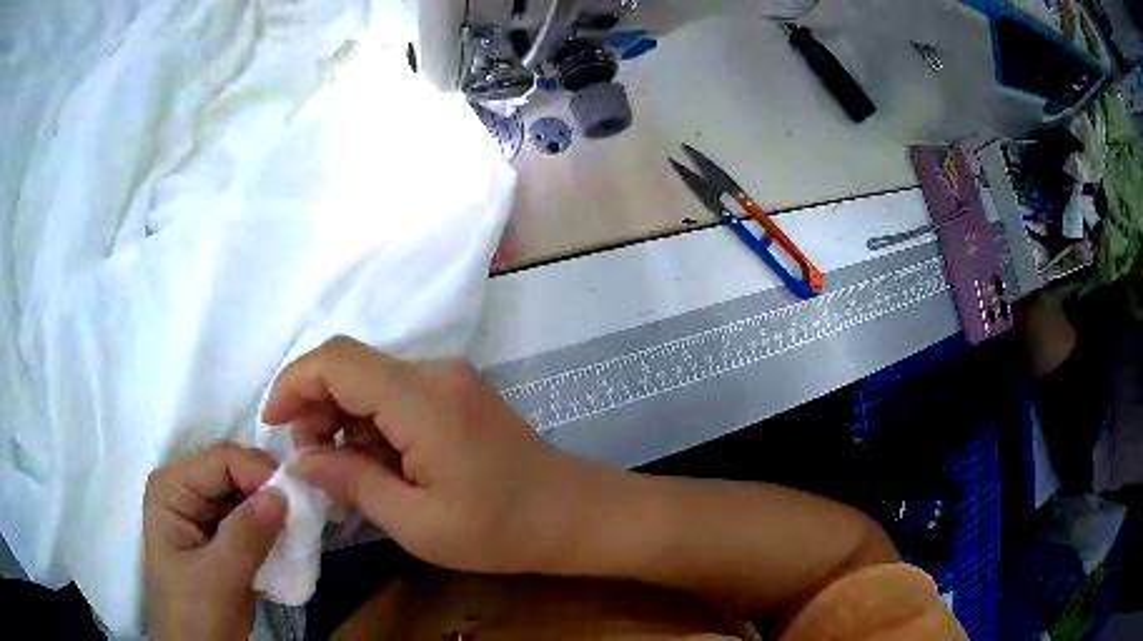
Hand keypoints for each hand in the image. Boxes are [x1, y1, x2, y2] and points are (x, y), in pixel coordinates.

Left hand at [144, 443, 286, 640]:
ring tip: (300, 535)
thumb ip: (247, 535)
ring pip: (246, 498)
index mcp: (172, 488)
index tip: (297, 501)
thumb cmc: (194, 614)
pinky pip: (250, 522)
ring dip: (273, 516)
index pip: (220, 460)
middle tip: (305, 518)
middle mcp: (185, 491)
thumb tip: (284, 494)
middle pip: (234, 474)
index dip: (259, 473)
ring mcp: (202, 514)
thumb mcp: (219, 578)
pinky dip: (271, 533)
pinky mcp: (219, 537)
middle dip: (269, 494)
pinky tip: (288, 548)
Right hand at [262, 336, 596, 573]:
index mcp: (421, 398)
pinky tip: (372, 463)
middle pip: (350, 366)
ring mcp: (448, 380)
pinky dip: (369, 423)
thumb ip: (351, 482)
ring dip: (341, 418)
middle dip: (314, 406)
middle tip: (309, 461)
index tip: (272, 424)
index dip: (294, 383)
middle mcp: (433, 373)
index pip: (336, 361)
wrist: (572, 515)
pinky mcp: (455, 395)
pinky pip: (394, 395)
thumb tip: (301, 458)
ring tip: (339, 470)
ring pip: (370, 381)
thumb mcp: (416, 521)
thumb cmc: (499, 529)